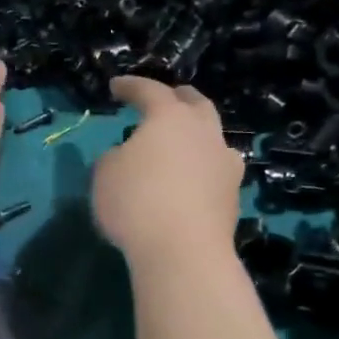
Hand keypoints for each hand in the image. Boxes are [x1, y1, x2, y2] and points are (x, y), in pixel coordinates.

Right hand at [91, 77, 243, 265]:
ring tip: (184, 142)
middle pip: (196, 104)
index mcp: (170, 118)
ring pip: (214, 136)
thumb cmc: (136, 203)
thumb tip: (128, 155)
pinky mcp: (233, 195)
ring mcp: (225, 163)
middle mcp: (204, 132)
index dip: (131, 86)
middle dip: (178, 98)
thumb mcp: (105, 175)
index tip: (116, 87)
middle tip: (164, 100)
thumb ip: (114, 157)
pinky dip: (203, 167)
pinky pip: (217, 169)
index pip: (150, 91)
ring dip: (197, 133)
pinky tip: (194, 178)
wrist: (183, 252)